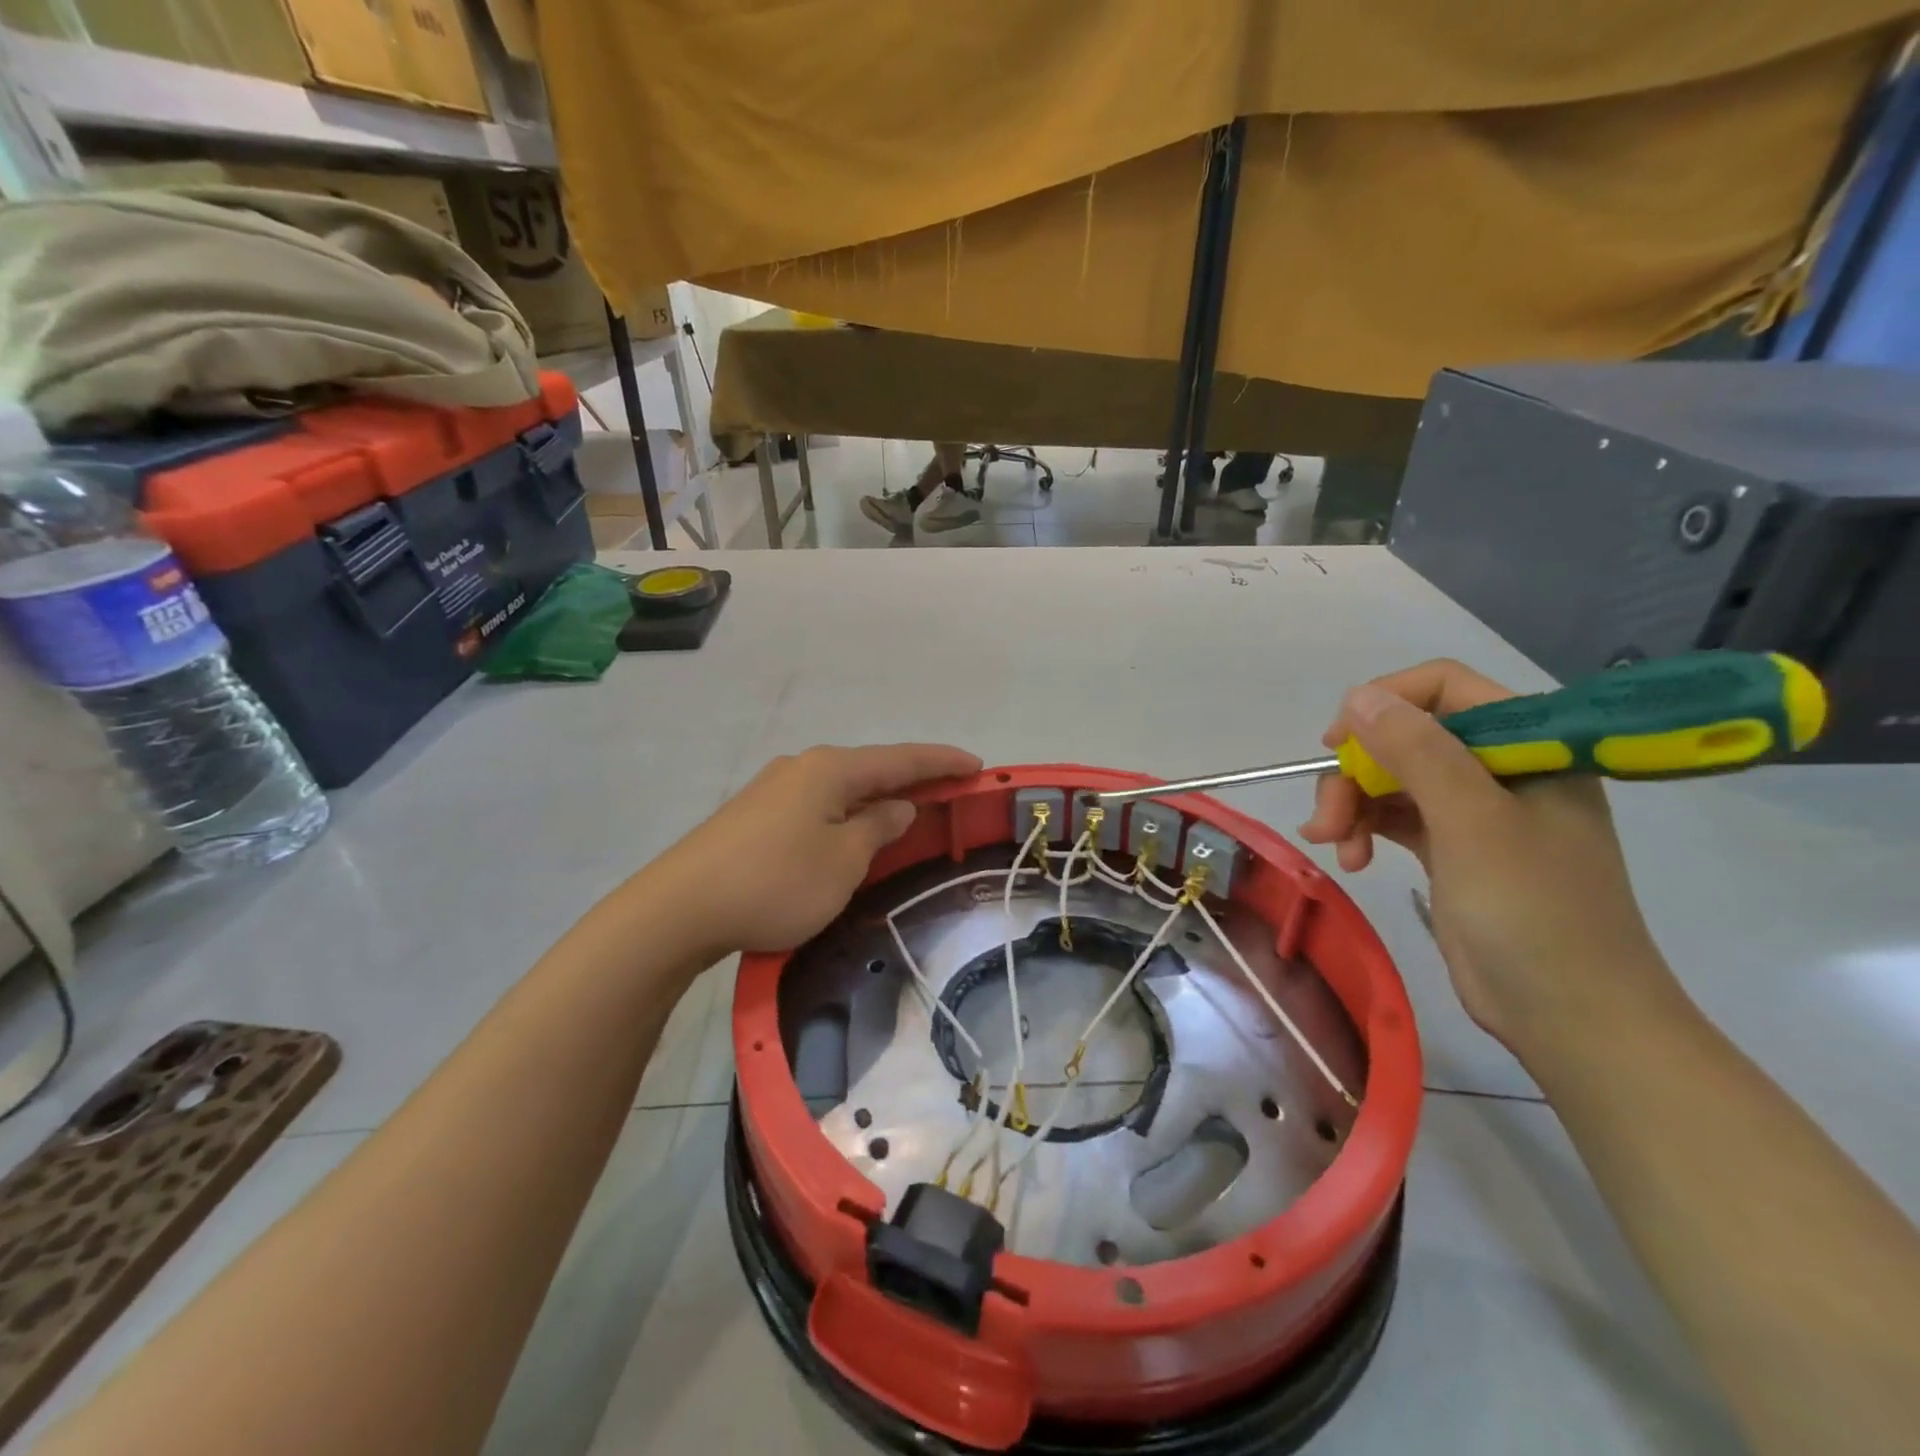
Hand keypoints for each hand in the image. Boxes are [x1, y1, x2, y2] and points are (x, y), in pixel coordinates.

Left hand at [653, 743, 980, 959]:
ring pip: (842, 788)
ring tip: (904, 814)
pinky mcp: (754, 815)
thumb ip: (878, 828)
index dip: (942, 762)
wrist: (680, 908)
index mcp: (831, 770)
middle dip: (911, 780)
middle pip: (871, 769)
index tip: (976, 766)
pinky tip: (850, 831)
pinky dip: (847, 813)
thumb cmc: (776, 882)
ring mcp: (774, 789)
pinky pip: (818, 805)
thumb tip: (897, 806)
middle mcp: (803, 767)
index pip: (901, 759)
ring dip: (877, 799)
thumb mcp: (843, 861)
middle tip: (947, 793)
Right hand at [1298, 660, 1674, 1051]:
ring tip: (1332, 845)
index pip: (1447, 688)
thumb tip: (1360, 696)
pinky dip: (1366, 830)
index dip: (1386, 703)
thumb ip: (1418, 751)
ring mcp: (1477, 811)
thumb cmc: (1533, 911)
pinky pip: (1395, 817)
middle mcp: (1502, 770)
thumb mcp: (1472, 822)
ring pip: (1393, 779)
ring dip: (1353, 805)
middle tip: (1327, 818)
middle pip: (1407, 738)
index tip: (1339, 742)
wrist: (1570, 1016)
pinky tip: (1351, 859)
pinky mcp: (1453, 849)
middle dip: (1358, 772)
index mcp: (1531, 747)